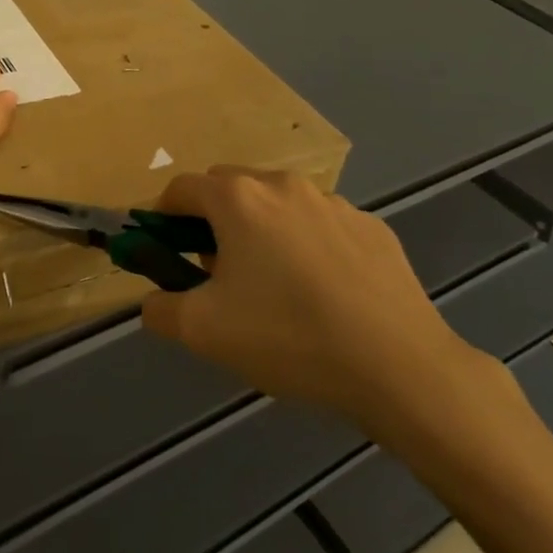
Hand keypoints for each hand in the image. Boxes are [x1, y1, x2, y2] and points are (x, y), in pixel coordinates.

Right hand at [141, 169, 492, 449]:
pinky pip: (322, 226)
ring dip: (262, 230)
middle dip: (212, 220)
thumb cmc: (288, 337)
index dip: (163, 217)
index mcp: (237, 199)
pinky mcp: (372, 226)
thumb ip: (160, 309)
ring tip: (276, 287)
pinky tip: (325, 294)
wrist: (399, 366)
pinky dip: (308, 245)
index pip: (181, 189)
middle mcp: (283, 185)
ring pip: (278, 205)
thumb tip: (153, 301)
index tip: (166, 252)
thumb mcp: (203, 332)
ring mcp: (333, 202)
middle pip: (229, 188)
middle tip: (218, 272)